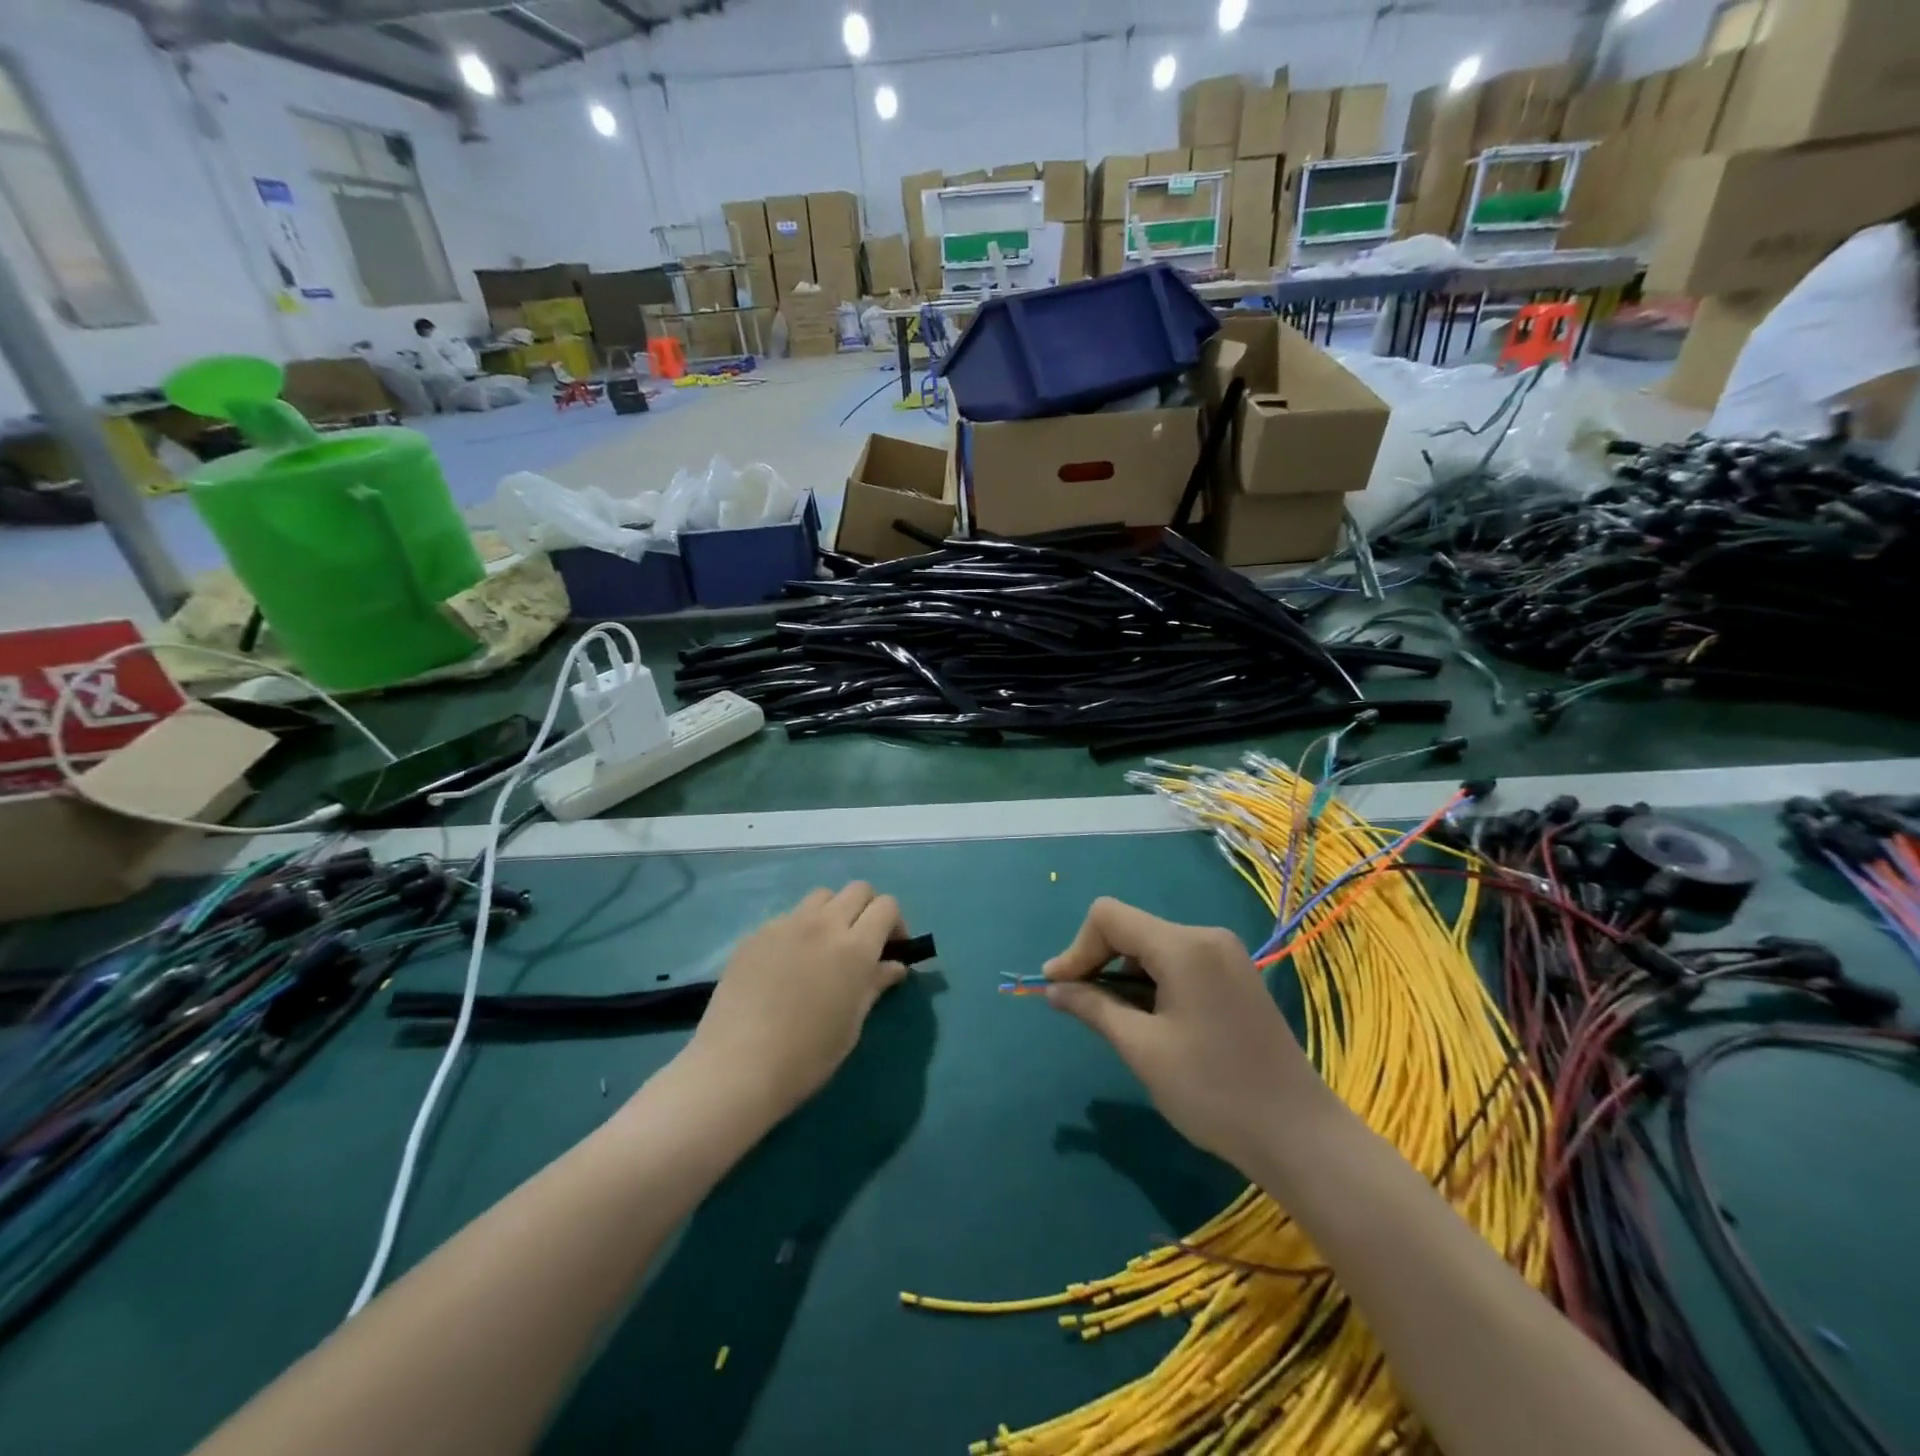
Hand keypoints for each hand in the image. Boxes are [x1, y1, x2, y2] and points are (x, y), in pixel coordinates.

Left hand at [685, 884, 908, 1119]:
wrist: (738, 1066)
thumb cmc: (807, 1055)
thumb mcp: (852, 1024)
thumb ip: (875, 985)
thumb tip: (895, 966)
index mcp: (855, 947)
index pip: (886, 906)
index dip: (895, 923)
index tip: (891, 949)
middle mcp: (823, 924)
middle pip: (858, 889)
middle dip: (868, 909)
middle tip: (863, 942)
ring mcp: (786, 925)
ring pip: (821, 896)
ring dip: (833, 912)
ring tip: (825, 946)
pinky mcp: (756, 934)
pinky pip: (788, 917)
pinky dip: (799, 930)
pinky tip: (787, 964)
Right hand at [1044, 898, 1328, 1173]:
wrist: (1299, 1136)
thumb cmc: (1213, 1091)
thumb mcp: (1142, 1049)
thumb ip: (1093, 1007)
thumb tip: (1053, 988)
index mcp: (1184, 946)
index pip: (1109, 917)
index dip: (1076, 948)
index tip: (1058, 988)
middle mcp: (1206, 937)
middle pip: (1132, 929)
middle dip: (1098, 962)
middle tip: (1078, 1006)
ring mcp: (1225, 956)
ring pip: (1153, 948)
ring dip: (1124, 976)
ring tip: (1113, 1021)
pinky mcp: (1235, 977)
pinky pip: (1178, 963)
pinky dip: (1151, 983)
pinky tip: (1148, 1021)